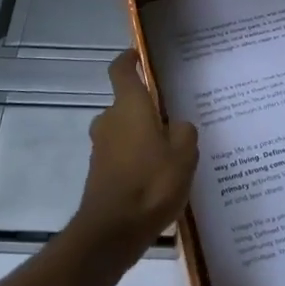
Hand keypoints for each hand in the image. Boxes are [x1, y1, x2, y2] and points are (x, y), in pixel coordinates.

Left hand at [73, 51, 198, 264]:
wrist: (113, 231)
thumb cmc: (151, 183)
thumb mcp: (184, 154)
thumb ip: (185, 132)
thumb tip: (177, 126)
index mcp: (129, 106)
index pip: (121, 70)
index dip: (128, 59)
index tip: (138, 55)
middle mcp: (109, 121)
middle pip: (127, 104)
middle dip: (147, 110)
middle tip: (174, 121)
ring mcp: (101, 148)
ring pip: (125, 131)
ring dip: (143, 137)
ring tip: (172, 154)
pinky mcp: (99, 173)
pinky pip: (122, 155)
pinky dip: (137, 160)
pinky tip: (158, 179)